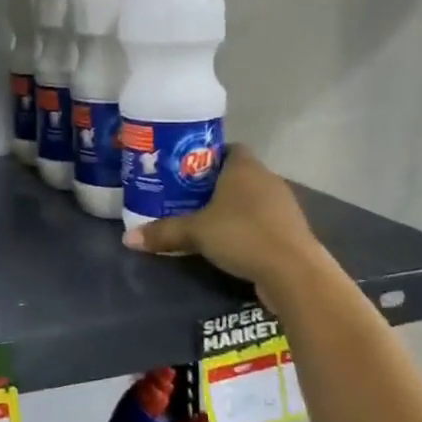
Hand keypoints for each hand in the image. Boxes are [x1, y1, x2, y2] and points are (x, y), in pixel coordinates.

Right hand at [122, 145, 328, 297]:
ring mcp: (283, 205)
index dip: (208, 156)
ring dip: (233, 208)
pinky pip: (263, 221)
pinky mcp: (291, 231)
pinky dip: (248, 228)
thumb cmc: (242, 235)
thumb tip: (127, 238)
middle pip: (238, 174)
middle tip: (187, 198)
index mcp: (244, 167)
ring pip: (252, 199)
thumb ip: (163, 232)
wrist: (293, 272)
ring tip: (205, 222)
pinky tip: (230, 244)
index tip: (186, 171)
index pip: (228, 148)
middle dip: (215, 185)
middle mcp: (267, 179)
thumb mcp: (195, 232)